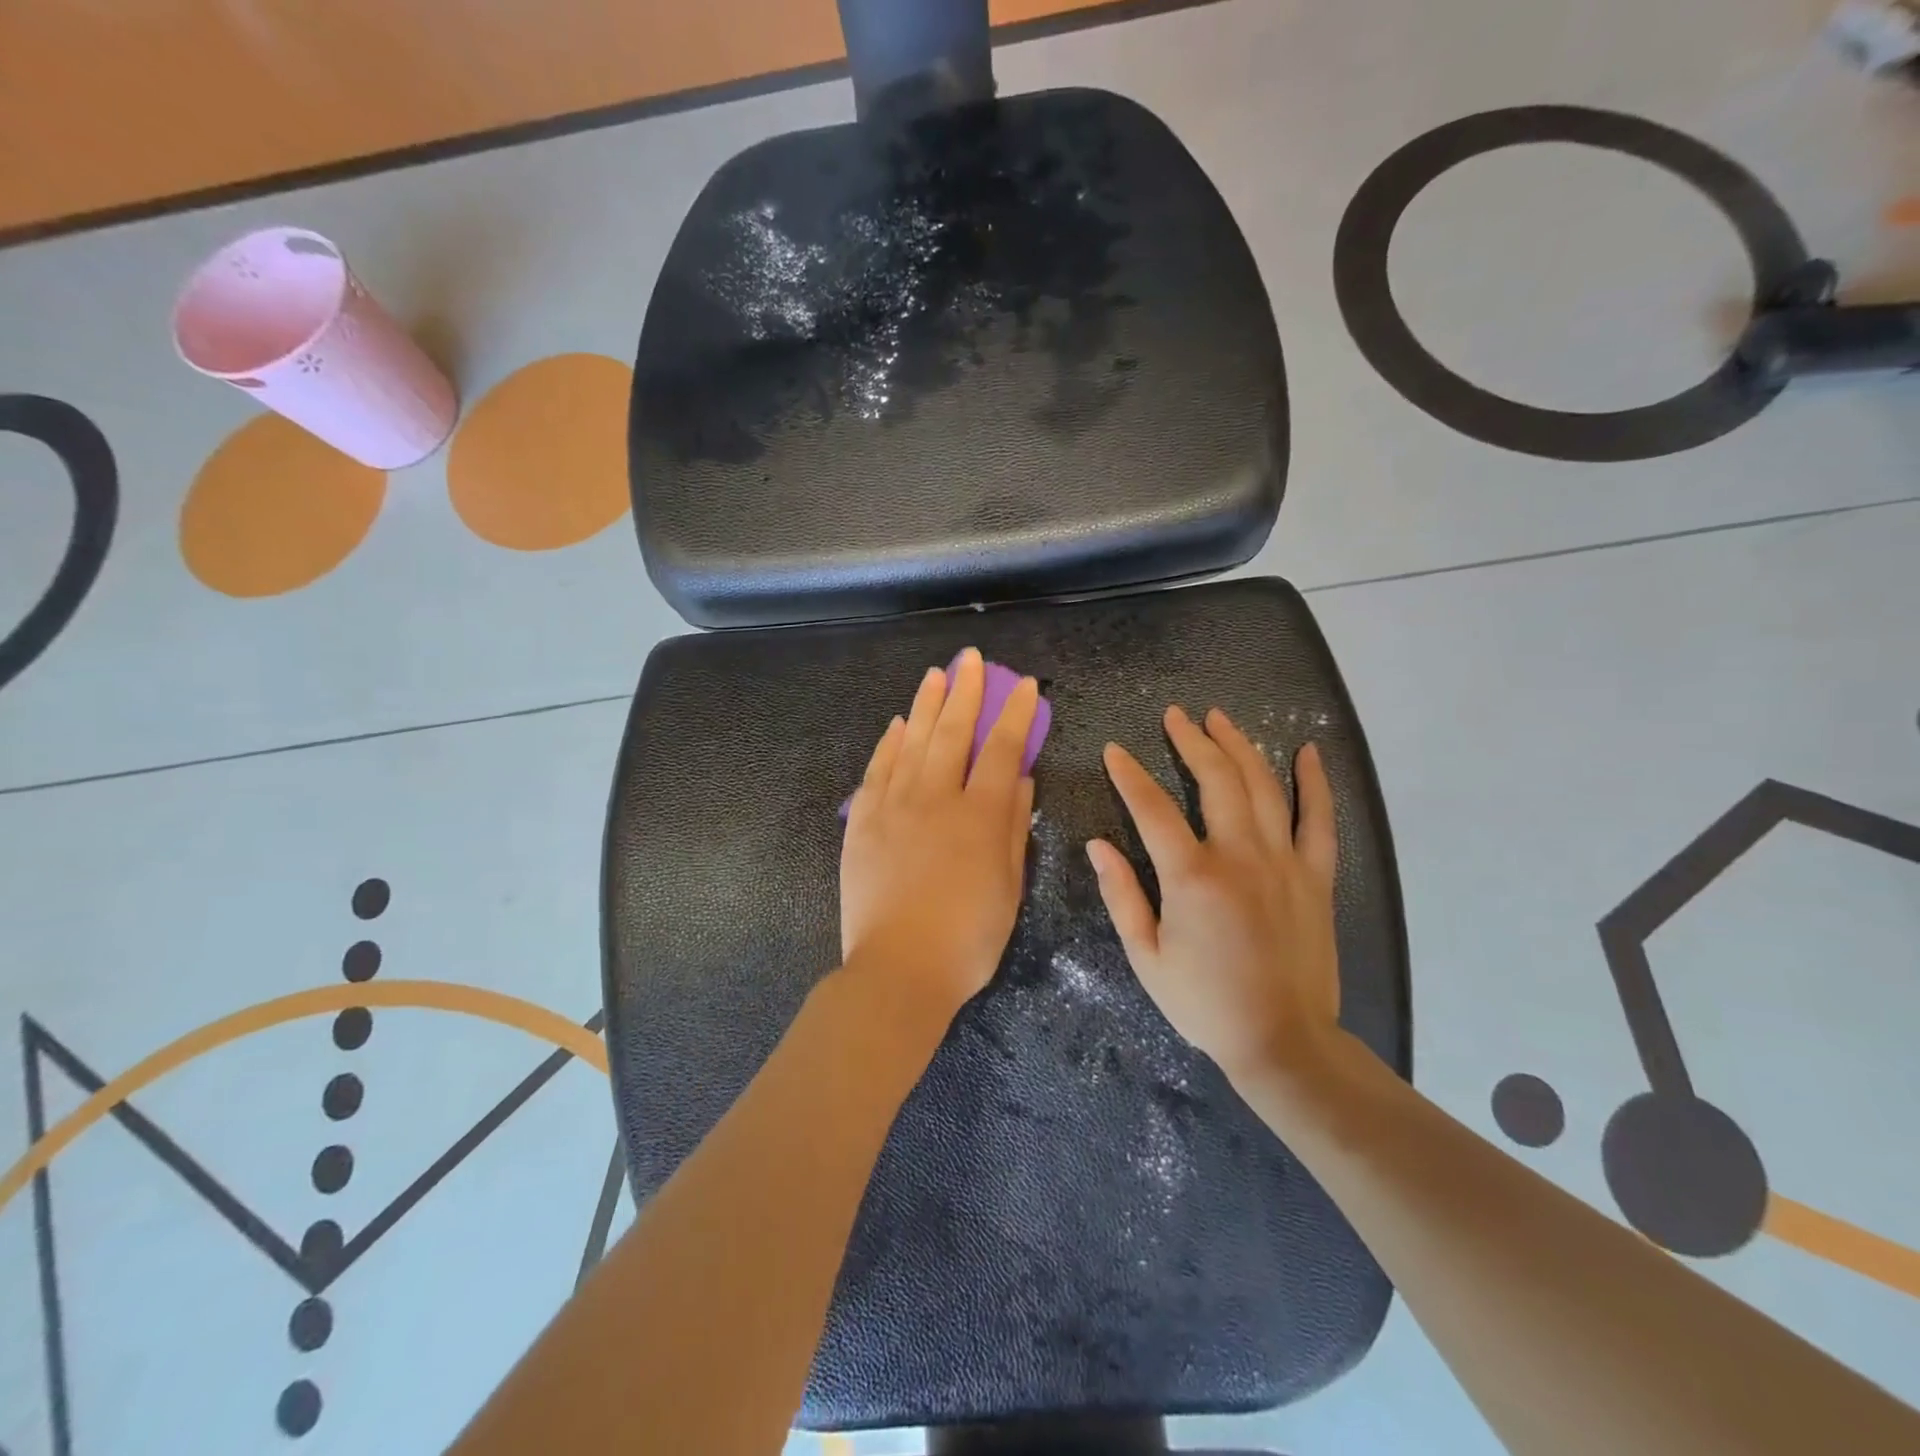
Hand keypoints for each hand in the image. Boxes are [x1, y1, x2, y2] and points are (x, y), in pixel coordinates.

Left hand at [840, 648, 1038, 1023]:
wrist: (899, 968)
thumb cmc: (968, 938)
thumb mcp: (1010, 887)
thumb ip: (1014, 828)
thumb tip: (1020, 780)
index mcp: (980, 815)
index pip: (1002, 749)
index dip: (1015, 714)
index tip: (1023, 685)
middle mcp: (937, 798)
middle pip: (953, 732)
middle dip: (967, 691)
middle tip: (972, 659)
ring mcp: (894, 806)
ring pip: (913, 741)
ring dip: (927, 704)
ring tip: (937, 674)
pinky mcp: (863, 822)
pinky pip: (877, 770)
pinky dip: (890, 743)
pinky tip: (899, 723)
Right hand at [1087, 707, 1339, 1087]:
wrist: (1283, 1042)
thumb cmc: (1205, 1003)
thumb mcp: (1146, 957)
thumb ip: (1122, 895)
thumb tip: (1098, 845)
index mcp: (1192, 877)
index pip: (1152, 808)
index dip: (1129, 775)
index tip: (1114, 750)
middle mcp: (1240, 856)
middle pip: (1216, 779)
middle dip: (1192, 740)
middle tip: (1176, 716)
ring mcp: (1284, 862)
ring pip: (1263, 786)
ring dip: (1240, 746)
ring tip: (1220, 719)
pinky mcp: (1316, 877)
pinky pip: (1320, 819)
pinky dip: (1314, 782)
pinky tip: (1307, 752)